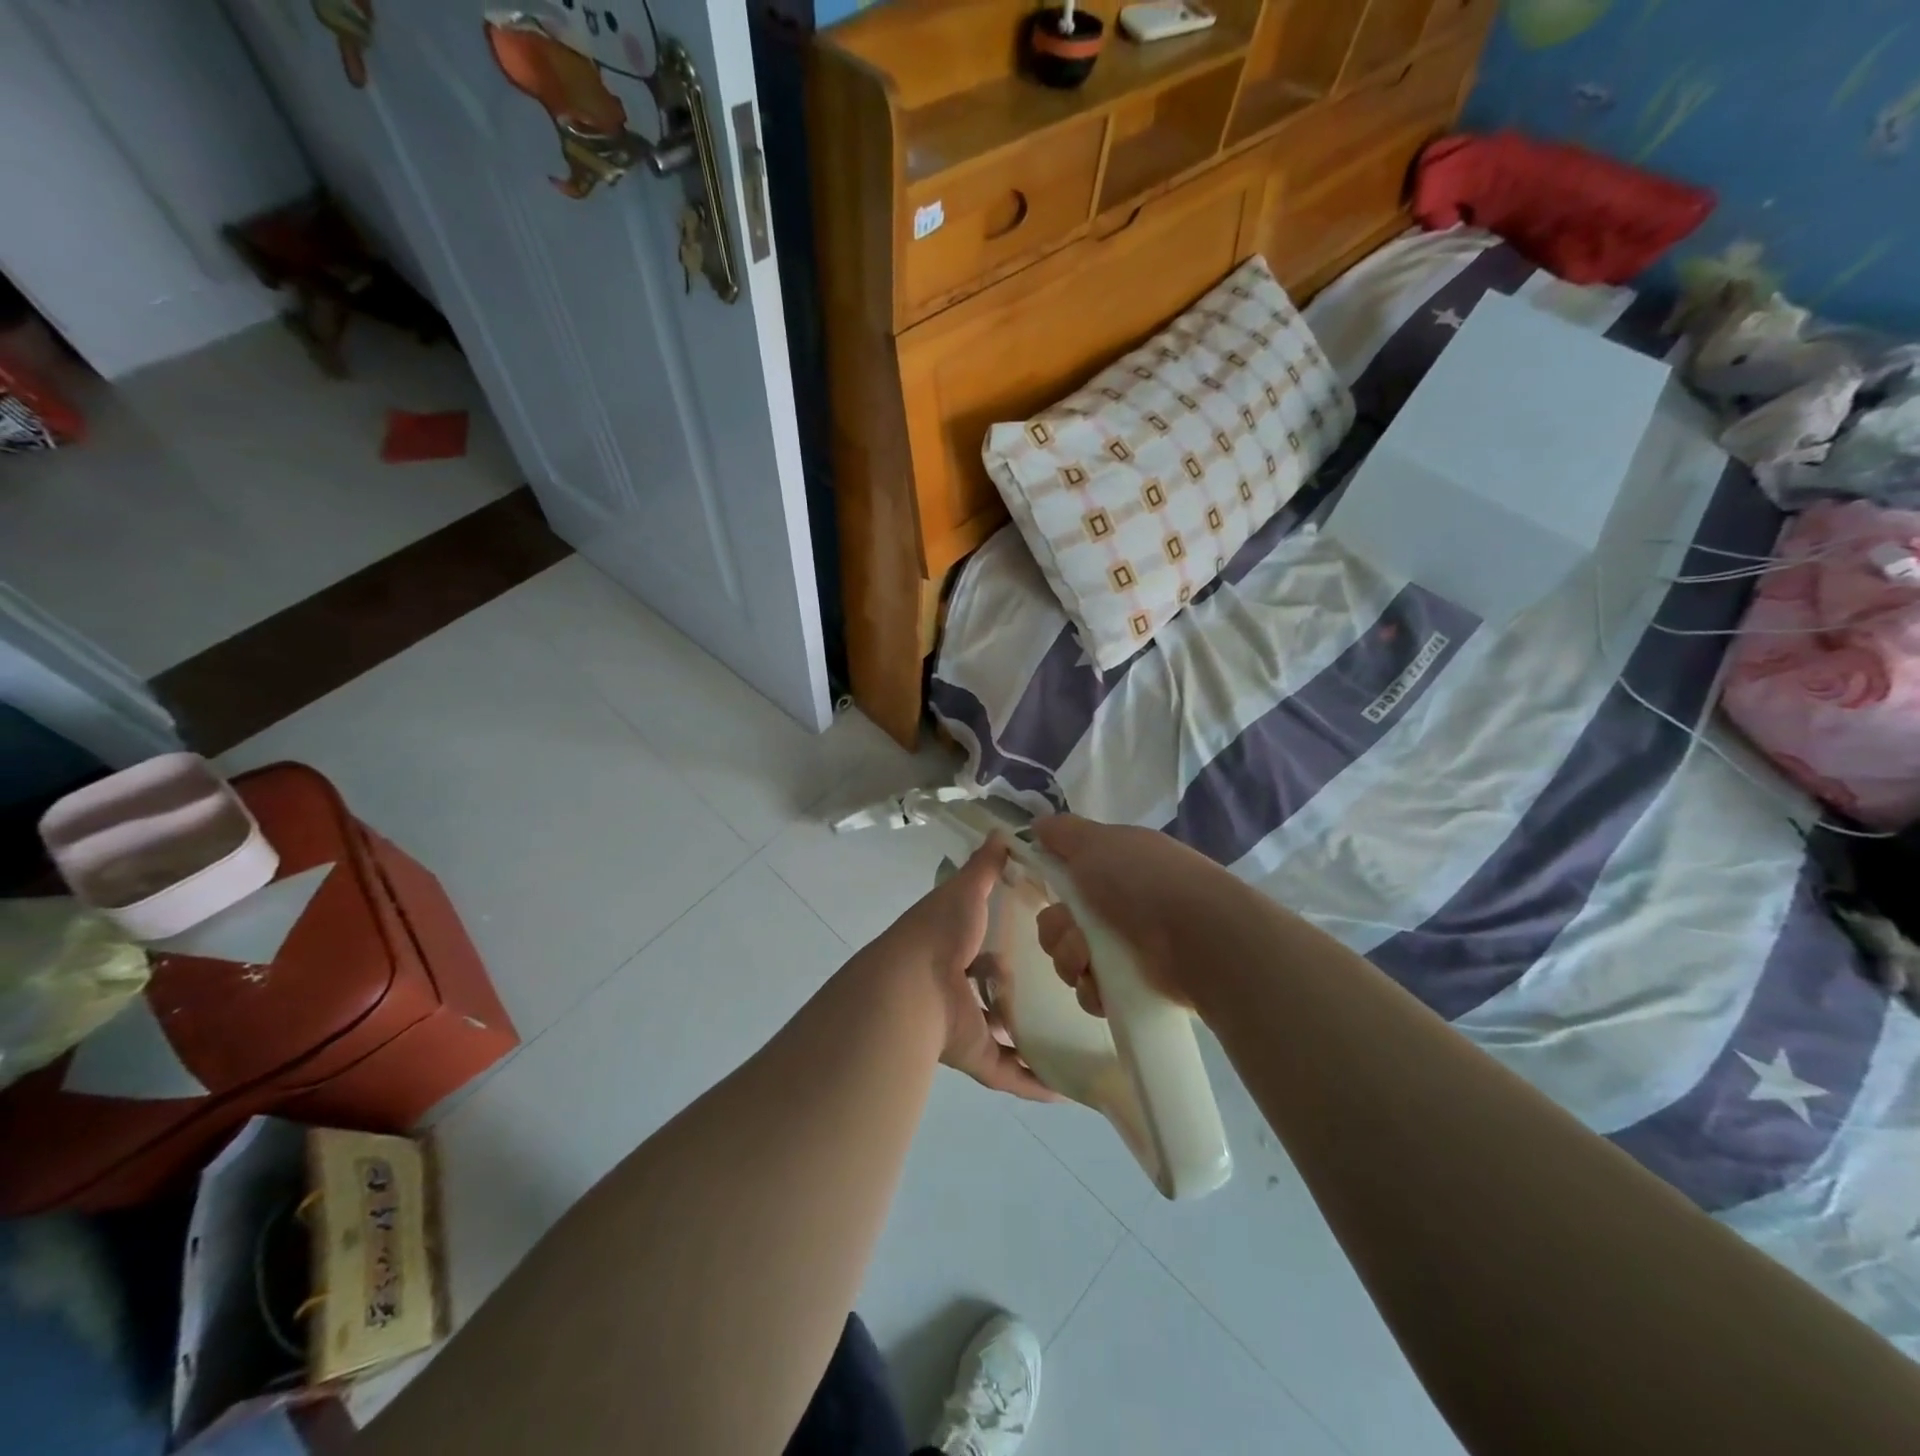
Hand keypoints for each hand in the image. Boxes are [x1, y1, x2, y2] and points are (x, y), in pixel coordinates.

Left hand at [878, 838, 1055, 1102]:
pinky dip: (1032, 1082)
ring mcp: (964, 1024)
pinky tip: (1066, 1088)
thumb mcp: (965, 891)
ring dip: (1028, 1039)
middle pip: (992, 992)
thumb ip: (985, 866)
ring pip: (1000, 1034)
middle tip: (1065, 989)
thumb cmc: (939, 933)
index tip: (1043, 942)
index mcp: (953, 948)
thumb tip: (1003, 831)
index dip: (1006, 943)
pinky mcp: (973, 1056)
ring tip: (1074, 1036)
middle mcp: (957, 987)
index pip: (983, 946)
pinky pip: (1007, 1073)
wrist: (909, 988)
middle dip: (1018, 992)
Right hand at [1031, 814, 1241, 1015]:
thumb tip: (1037, 824)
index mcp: (1115, 866)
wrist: (1198, 936)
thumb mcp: (1096, 842)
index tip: (1048, 888)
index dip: (1054, 884)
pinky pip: (1092, 992)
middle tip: (1074, 933)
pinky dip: (1091, 990)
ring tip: (1088, 960)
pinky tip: (1101, 985)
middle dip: (1056, 930)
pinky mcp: (1133, 987)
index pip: (1069, 877)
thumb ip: (1063, 832)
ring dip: (1069, 958)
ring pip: (1071, 958)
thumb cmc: (1144, 880)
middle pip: (1061, 922)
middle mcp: (1120, 905)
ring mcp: (1127, 947)